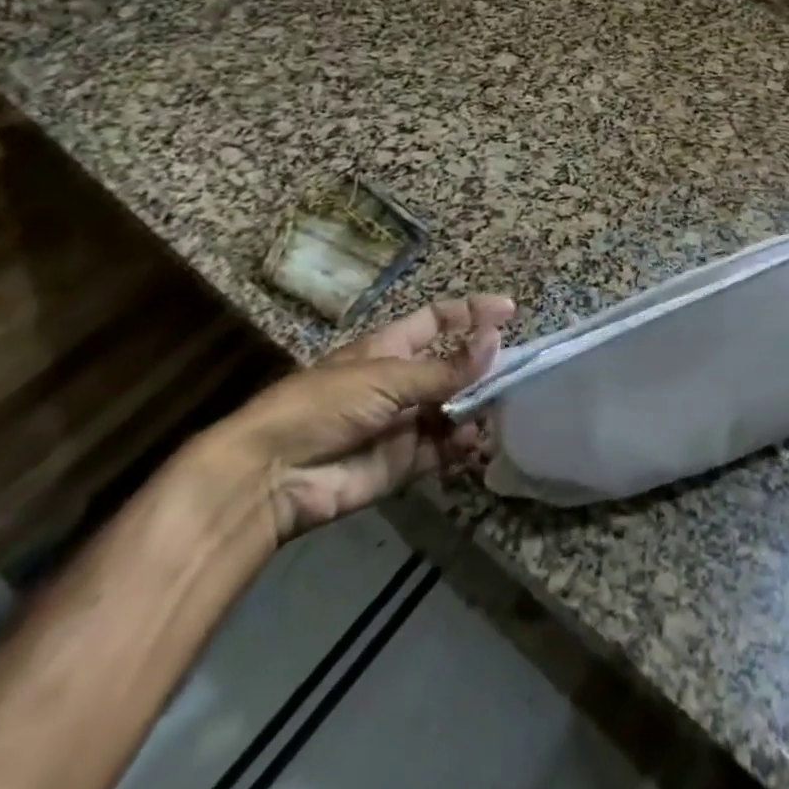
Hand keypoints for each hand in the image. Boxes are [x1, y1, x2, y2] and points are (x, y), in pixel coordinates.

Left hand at [202, 295, 511, 541]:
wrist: (273, 476)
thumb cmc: (325, 405)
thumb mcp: (388, 377)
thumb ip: (445, 368)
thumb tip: (496, 340)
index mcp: (390, 348)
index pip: (438, 321)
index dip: (471, 313)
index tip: (509, 312)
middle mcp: (399, 382)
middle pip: (451, 368)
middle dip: (482, 370)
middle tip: (515, 375)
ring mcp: (402, 424)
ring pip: (452, 411)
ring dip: (475, 411)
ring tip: (494, 413)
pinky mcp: (402, 464)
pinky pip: (441, 450)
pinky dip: (461, 447)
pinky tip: (473, 444)